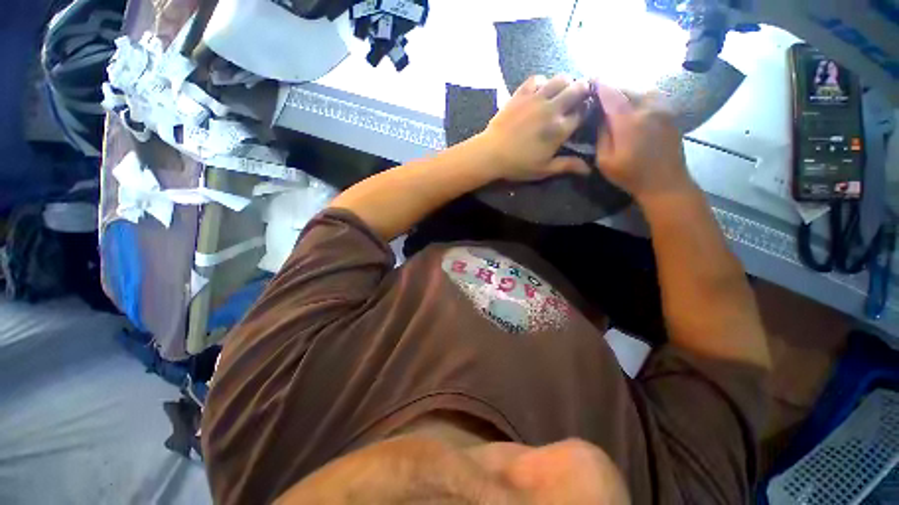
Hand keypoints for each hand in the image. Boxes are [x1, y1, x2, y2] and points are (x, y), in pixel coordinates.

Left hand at [477, 75, 592, 181]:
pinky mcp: (520, 94)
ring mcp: (536, 98)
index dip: (588, 110)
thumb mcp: (544, 169)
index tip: (585, 113)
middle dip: (583, 90)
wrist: (490, 154)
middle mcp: (552, 108)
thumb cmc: (517, 165)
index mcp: (560, 128)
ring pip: (560, 78)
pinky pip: (537, 79)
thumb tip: (589, 170)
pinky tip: (540, 91)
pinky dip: (543, 82)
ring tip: (562, 92)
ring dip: (566, 83)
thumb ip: (567, 166)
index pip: (584, 112)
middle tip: (579, 97)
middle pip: (578, 88)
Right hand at [594, 91, 696, 204]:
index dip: (600, 84)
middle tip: (600, 91)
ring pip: (640, 89)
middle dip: (612, 88)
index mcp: (628, 121)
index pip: (611, 94)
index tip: (590, 78)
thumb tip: (601, 117)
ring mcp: (662, 108)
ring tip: (615, 97)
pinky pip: (651, 96)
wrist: (666, 181)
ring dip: (626, 91)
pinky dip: (638, 96)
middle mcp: (647, 108)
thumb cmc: (630, 175)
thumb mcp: (605, 160)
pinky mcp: (670, 112)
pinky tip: (632, 104)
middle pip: (626, 88)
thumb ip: (602, 135)